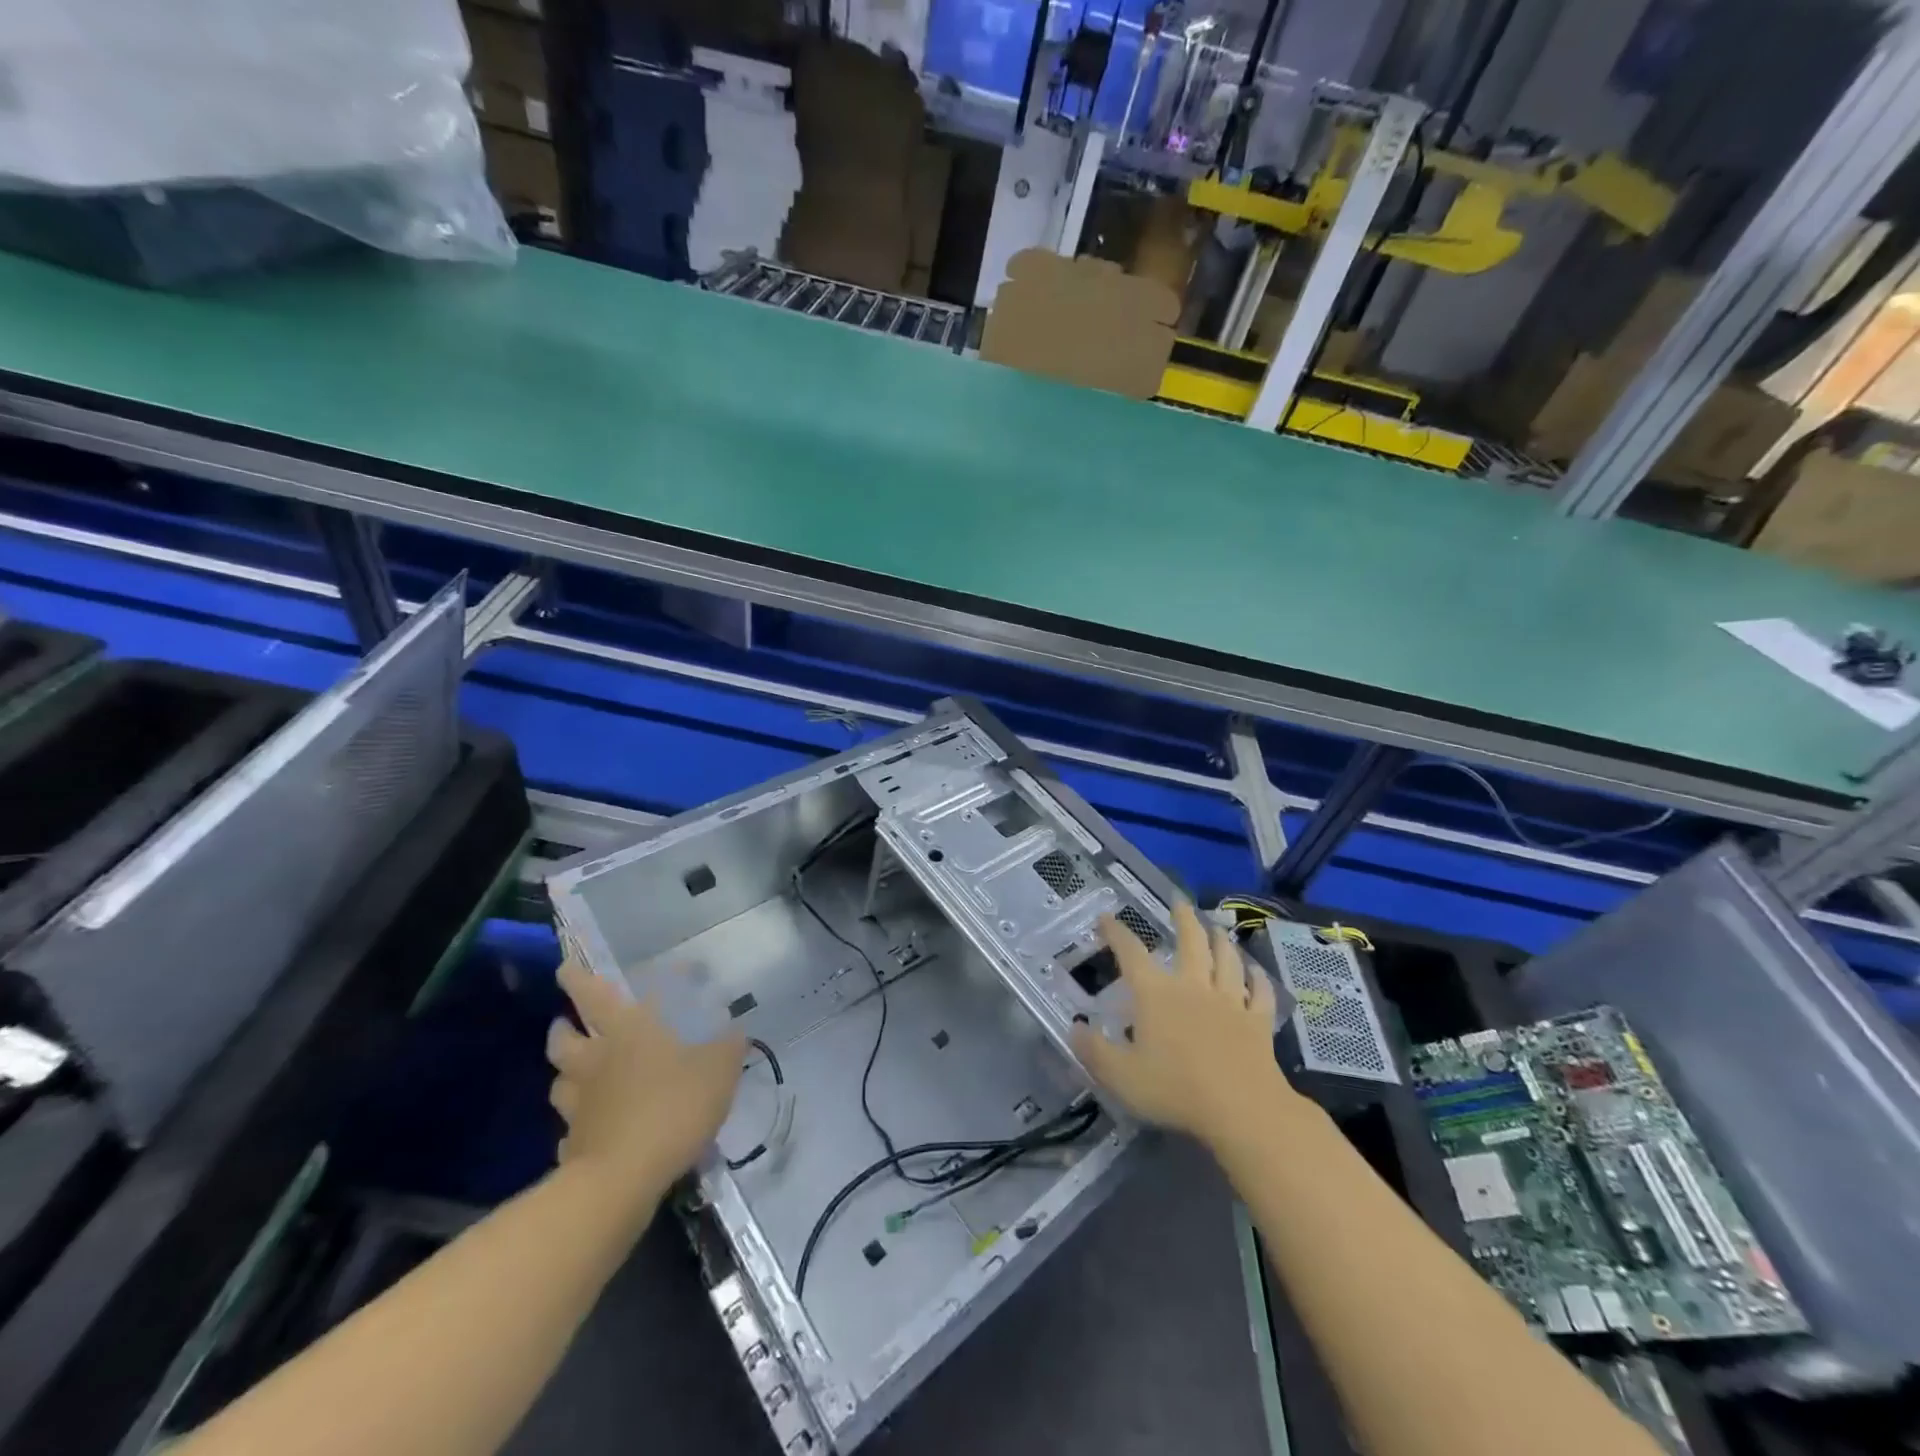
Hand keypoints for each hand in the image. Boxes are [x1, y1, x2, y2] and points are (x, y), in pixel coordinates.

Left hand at [547, 955, 745, 1208]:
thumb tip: (735, 1029)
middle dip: (563, 1026)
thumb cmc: (674, 1105)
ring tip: (581, 1074)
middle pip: (563, 1037)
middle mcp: (594, 1060)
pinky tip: (595, 1130)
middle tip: (570, 1023)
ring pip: (560, 1081)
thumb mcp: (720, 1068)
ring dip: (567, 1073)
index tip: (566, 966)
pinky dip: (580, 1124)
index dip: (577, 976)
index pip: (593, 994)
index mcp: (626, 1030)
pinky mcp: (573, 1144)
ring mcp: (578, 1104)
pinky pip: (571, 1128)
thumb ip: (728, 1046)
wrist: (624, 1177)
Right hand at [1071, 901, 1293, 1151]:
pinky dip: (1259, 980)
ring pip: (1227, 960)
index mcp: (1156, 993)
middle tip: (1180, 902)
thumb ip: (1094, 1050)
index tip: (1106, 917)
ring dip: (1221, 941)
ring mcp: (1230, 1001)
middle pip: (1191, 942)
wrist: (1242, 1109)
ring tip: (1217, 929)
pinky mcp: (1258, 1022)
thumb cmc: (1175, 1089)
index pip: (1131, 953)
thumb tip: (1074, 1027)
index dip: (1116, 932)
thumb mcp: (1120, 1076)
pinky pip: (1260, 994)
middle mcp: (1193, 986)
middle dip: (1184, 919)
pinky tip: (1257, 974)